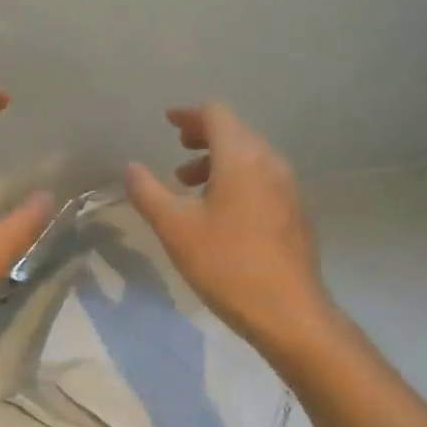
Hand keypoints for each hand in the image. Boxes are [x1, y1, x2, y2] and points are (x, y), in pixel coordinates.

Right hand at [126, 104, 334, 359]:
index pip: (216, 115)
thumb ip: (148, 192)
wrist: (288, 312)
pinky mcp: (296, 213)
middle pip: (236, 133)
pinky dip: (237, 179)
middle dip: (204, 137)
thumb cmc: (226, 264)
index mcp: (242, 158)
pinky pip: (263, 179)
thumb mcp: (175, 228)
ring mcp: (289, 188)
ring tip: (190, 185)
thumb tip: (131, 167)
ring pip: (251, 157)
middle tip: (177, 150)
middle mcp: (270, 163)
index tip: (168, 121)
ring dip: (219, 161)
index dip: (189, 115)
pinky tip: (221, 211)